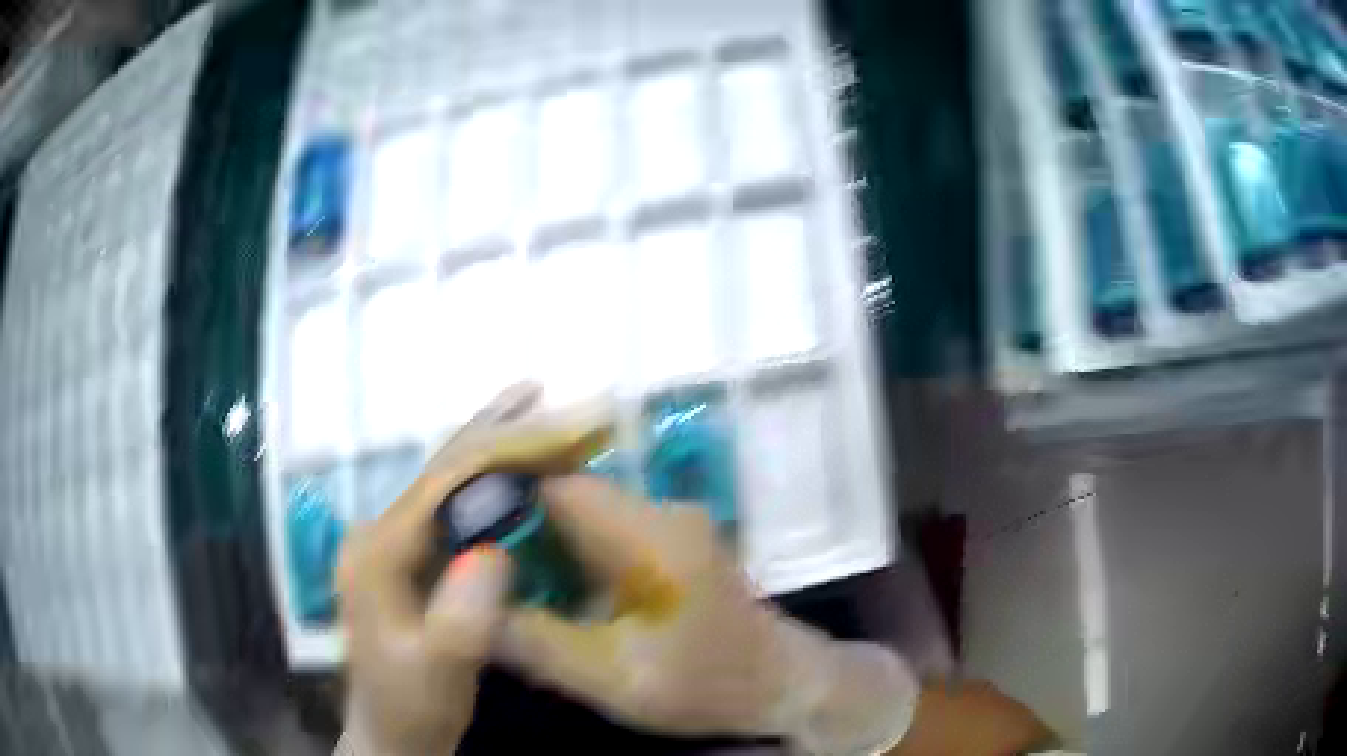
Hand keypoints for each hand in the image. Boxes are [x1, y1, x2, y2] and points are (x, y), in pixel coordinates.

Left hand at [336, 385, 611, 755]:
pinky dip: (484, 479)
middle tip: (540, 390)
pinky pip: (449, 507)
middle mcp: (377, 534)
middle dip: (493, 429)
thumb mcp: (440, 673)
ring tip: (531, 410)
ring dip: (489, 445)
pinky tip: (508, 465)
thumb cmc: (413, 706)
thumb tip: (493, 552)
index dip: (500, 450)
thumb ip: (460, 618)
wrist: (391, 733)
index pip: (443, 483)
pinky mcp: (407, 559)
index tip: (555, 427)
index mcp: (378, 552)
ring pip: (444, 481)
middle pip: (439, 469)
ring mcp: (390, 544)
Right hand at [496, 475, 916, 752]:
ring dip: (536, 538)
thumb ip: (538, 645)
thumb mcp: (615, 679)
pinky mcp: (667, 543)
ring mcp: (666, 524)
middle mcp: (659, 511)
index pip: (560, 487)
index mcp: (651, 535)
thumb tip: (467, 612)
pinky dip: (564, 552)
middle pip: (567, 493)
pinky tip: (538, 582)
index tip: (455, 529)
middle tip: (462, 553)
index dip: (502, 500)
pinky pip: (600, 532)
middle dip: (512, 520)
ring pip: (580, 512)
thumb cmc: (707, 685)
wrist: (781, 684)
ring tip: (488, 568)